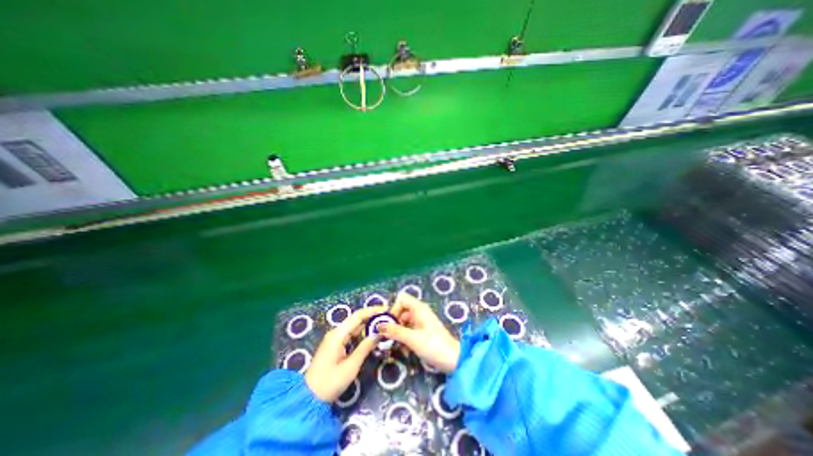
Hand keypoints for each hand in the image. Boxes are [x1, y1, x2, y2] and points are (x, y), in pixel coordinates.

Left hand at [305, 306, 386, 401]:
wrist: (308, 399)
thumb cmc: (329, 383)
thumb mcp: (351, 366)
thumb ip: (365, 347)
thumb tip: (379, 333)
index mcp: (338, 334)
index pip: (358, 316)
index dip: (373, 311)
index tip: (386, 309)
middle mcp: (336, 332)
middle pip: (356, 319)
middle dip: (372, 316)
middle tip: (388, 317)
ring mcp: (335, 339)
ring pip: (354, 326)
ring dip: (368, 324)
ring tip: (383, 323)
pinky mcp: (335, 345)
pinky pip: (351, 334)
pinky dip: (362, 332)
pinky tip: (371, 334)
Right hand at [379, 291, 459, 372]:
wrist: (453, 360)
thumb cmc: (433, 346)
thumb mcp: (412, 339)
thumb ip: (395, 331)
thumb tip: (379, 326)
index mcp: (419, 309)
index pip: (402, 299)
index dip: (394, 308)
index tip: (389, 323)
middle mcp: (420, 312)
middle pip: (401, 311)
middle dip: (394, 323)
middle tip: (387, 337)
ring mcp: (422, 322)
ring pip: (404, 322)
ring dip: (398, 333)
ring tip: (395, 346)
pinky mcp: (423, 332)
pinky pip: (409, 330)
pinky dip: (405, 338)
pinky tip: (404, 350)